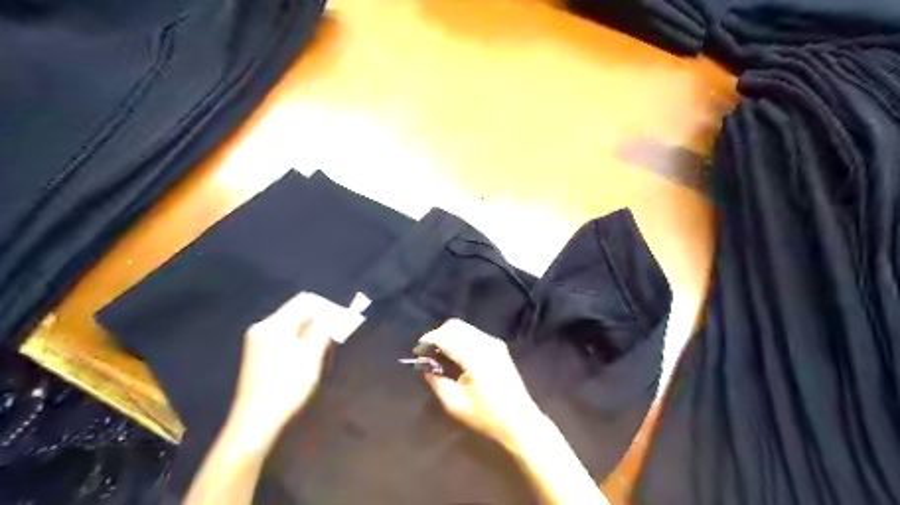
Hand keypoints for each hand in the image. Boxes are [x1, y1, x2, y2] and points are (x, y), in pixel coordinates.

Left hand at [227, 291, 334, 442]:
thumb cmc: (286, 388)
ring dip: (314, 329)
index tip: (346, 321)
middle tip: (341, 333)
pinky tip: (311, 354)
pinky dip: (303, 338)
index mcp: (274, 325)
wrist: (255, 424)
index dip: (329, 307)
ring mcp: (258, 341)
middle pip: (298, 311)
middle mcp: (263, 327)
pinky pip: (286, 335)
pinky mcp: (259, 354)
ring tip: (328, 345)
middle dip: (322, 318)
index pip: (306, 301)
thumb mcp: (310, 356)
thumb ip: (323, 329)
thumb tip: (335, 314)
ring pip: (294, 324)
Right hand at [420, 318, 540, 447]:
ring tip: (438, 354)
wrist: (519, 420)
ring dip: (448, 336)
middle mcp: (486, 344)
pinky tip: (454, 355)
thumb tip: (425, 365)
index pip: (447, 337)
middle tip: (427, 353)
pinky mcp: (498, 346)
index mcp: (476, 357)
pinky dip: (459, 338)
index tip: (417, 351)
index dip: (429, 340)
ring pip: (464, 328)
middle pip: (455, 326)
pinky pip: (473, 333)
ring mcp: (494, 343)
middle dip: (437, 335)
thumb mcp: (455, 404)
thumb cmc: (487, 416)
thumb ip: (436, 381)